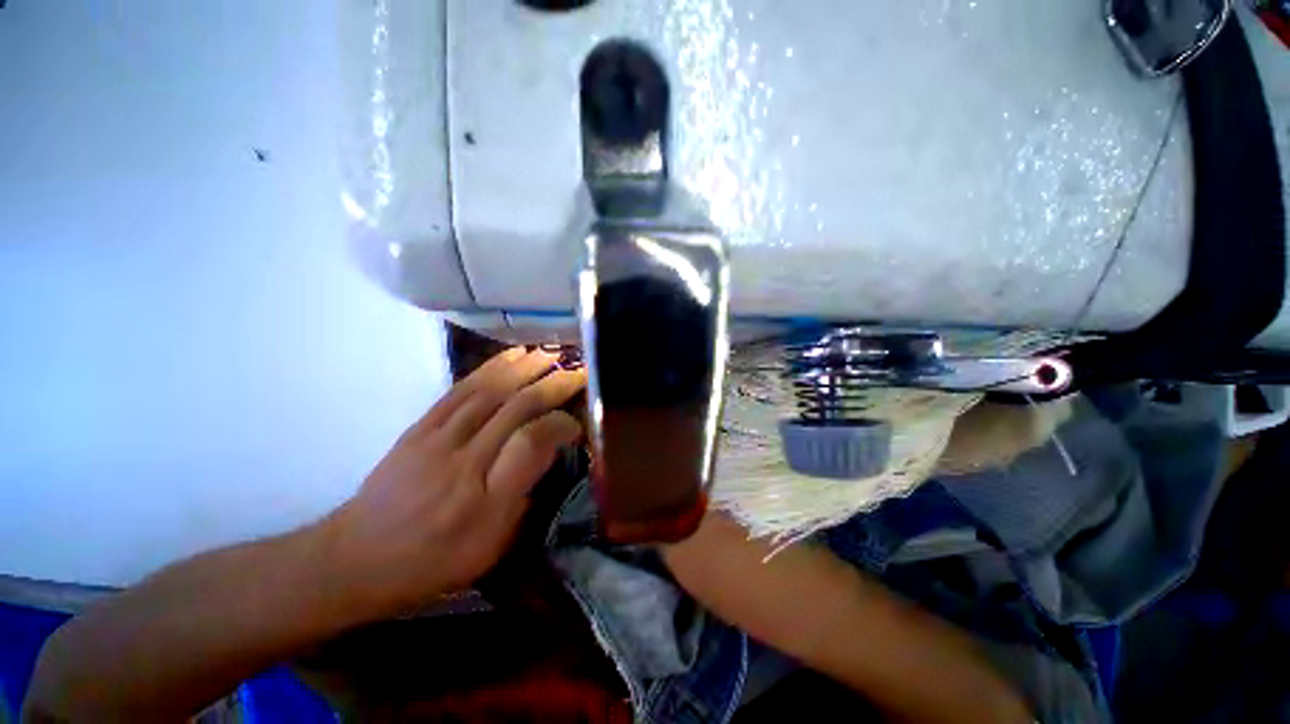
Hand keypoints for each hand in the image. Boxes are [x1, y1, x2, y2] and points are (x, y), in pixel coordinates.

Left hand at [323, 347, 586, 616]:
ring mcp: (438, 441)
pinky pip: (460, 390)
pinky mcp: (419, 428)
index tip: (576, 423)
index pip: (531, 445)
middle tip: (577, 372)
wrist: (358, 558)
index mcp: (487, 501)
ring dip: (526, 369)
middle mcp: (464, 463)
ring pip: (490, 392)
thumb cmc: (435, 560)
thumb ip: (525, 497)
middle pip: (515, 410)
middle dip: (552, 385)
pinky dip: (490, 369)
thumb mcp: (492, 547)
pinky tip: (511, 357)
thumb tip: (548, 453)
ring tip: (550, 354)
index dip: (559, 425)